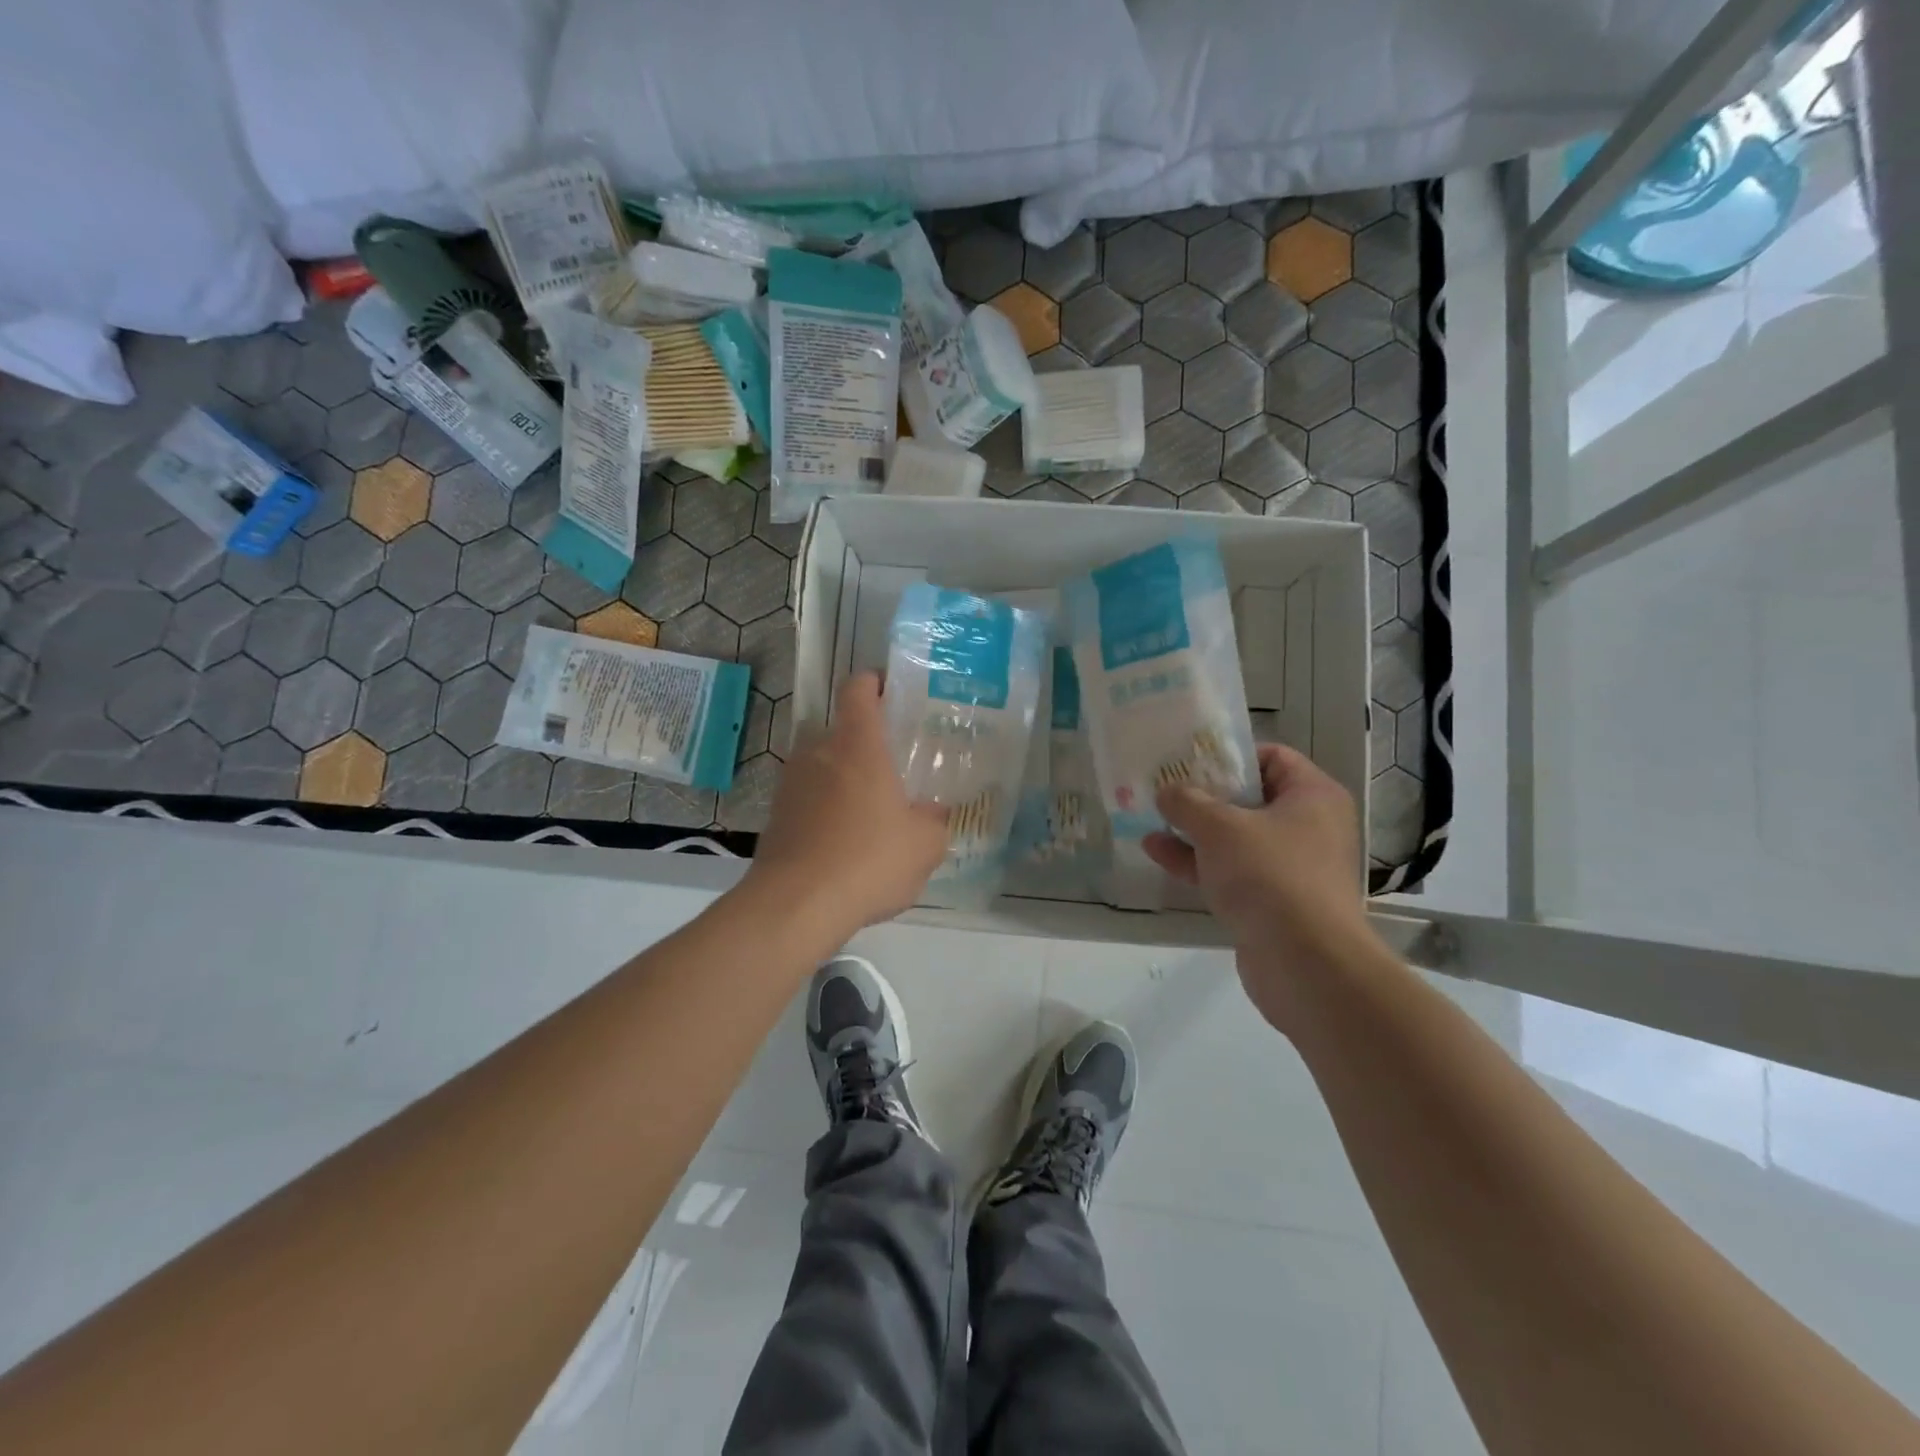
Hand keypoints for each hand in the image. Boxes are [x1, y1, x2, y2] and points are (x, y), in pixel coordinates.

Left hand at [744, 672, 948, 941]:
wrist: (796, 905)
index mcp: (858, 746)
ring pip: (823, 766)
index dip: (874, 682)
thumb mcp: (924, 846)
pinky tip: (844, 843)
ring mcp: (791, 783)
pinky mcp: (776, 815)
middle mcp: (818, 752)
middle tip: (893, 769)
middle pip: (842, 731)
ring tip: (869, 811)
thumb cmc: (869, 861)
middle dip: (866, 745)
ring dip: (844, 780)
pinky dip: (825, 810)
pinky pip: (808, 799)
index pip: (858, 689)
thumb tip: (932, 813)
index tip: (891, 692)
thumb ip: (934, 821)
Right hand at [1143, 744, 1371, 1018]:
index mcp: (1312, 796)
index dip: (1230, 756)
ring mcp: (1292, 868)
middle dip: (1204, 795)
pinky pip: (1232, 872)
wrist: (1305, 963)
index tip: (1189, 760)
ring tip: (1150, 819)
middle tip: (1164, 788)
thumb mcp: (1219, 827)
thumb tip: (1167, 792)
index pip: (1272, 758)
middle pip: (1250, 799)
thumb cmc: (1269, 875)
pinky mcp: (1273, 903)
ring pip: (1236, 839)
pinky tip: (1157, 853)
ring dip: (1194, 831)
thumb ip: (1187, 802)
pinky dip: (1199, 863)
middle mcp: (1309, 828)